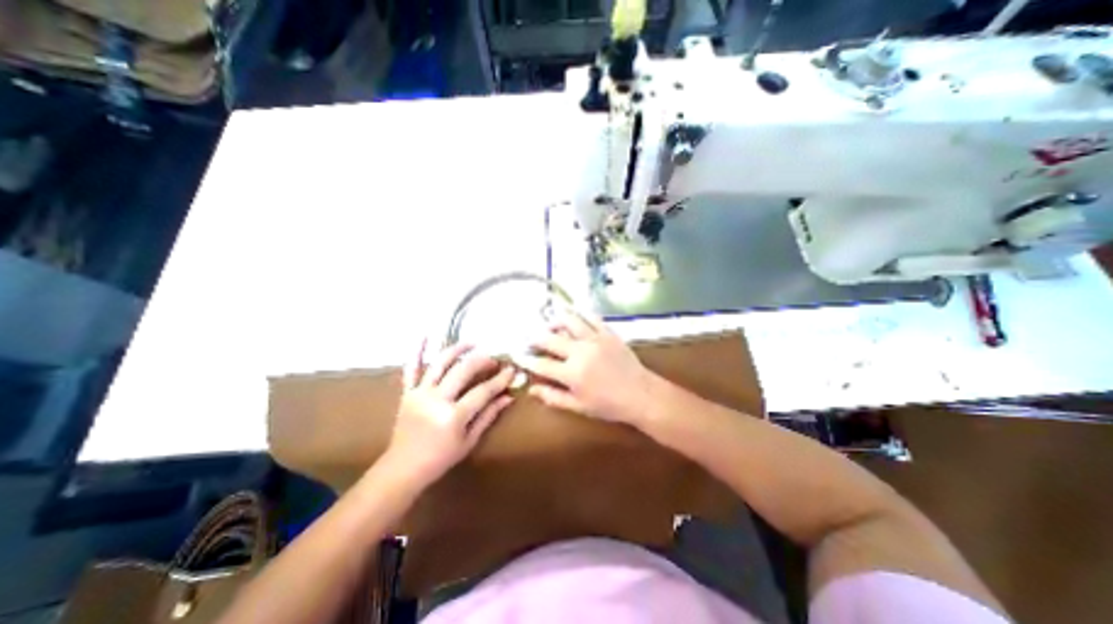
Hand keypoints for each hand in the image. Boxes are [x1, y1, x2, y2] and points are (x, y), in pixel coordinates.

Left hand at [387, 340, 515, 489]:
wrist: (403, 468)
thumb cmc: (441, 458)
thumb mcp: (470, 441)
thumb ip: (489, 416)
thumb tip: (509, 397)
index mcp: (454, 416)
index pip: (483, 391)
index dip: (500, 379)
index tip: (511, 370)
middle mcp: (437, 400)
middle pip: (463, 371)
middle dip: (482, 361)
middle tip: (493, 359)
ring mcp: (420, 394)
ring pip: (440, 363)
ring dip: (457, 349)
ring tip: (472, 342)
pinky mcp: (408, 393)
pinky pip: (411, 369)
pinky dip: (417, 351)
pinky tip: (424, 335)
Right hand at [522, 311, 658, 427]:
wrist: (641, 394)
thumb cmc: (609, 405)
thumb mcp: (579, 406)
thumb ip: (553, 397)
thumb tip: (532, 389)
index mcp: (572, 373)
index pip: (541, 363)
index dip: (525, 359)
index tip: (516, 354)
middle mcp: (580, 352)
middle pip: (550, 338)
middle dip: (535, 337)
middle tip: (529, 337)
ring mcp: (595, 339)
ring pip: (569, 320)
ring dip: (555, 320)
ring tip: (550, 324)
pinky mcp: (608, 332)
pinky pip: (591, 317)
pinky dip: (579, 314)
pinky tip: (574, 315)